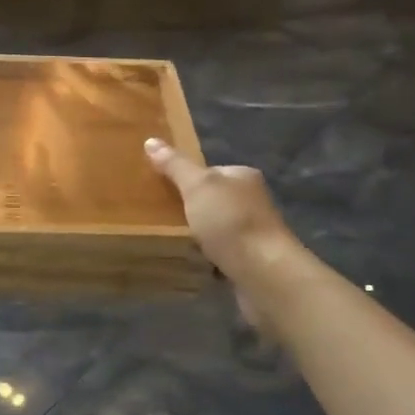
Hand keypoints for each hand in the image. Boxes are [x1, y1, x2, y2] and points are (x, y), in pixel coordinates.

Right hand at [146, 138, 294, 280]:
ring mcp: (254, 233)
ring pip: (217, 229)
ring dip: (199, 236)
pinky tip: (192, 263)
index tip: (162, 189)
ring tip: (171, 241)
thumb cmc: (230, 221)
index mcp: (243, 177)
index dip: (186, 178)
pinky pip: (221, 255)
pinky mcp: (252, 261)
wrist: (264, 273)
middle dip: (191, 209)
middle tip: (161, 217)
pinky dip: (207, 259)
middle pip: (213, 201)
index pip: (210, 171)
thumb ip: (175, 165)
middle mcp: (252, 201)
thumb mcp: (197, 186)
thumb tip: (150, 140)